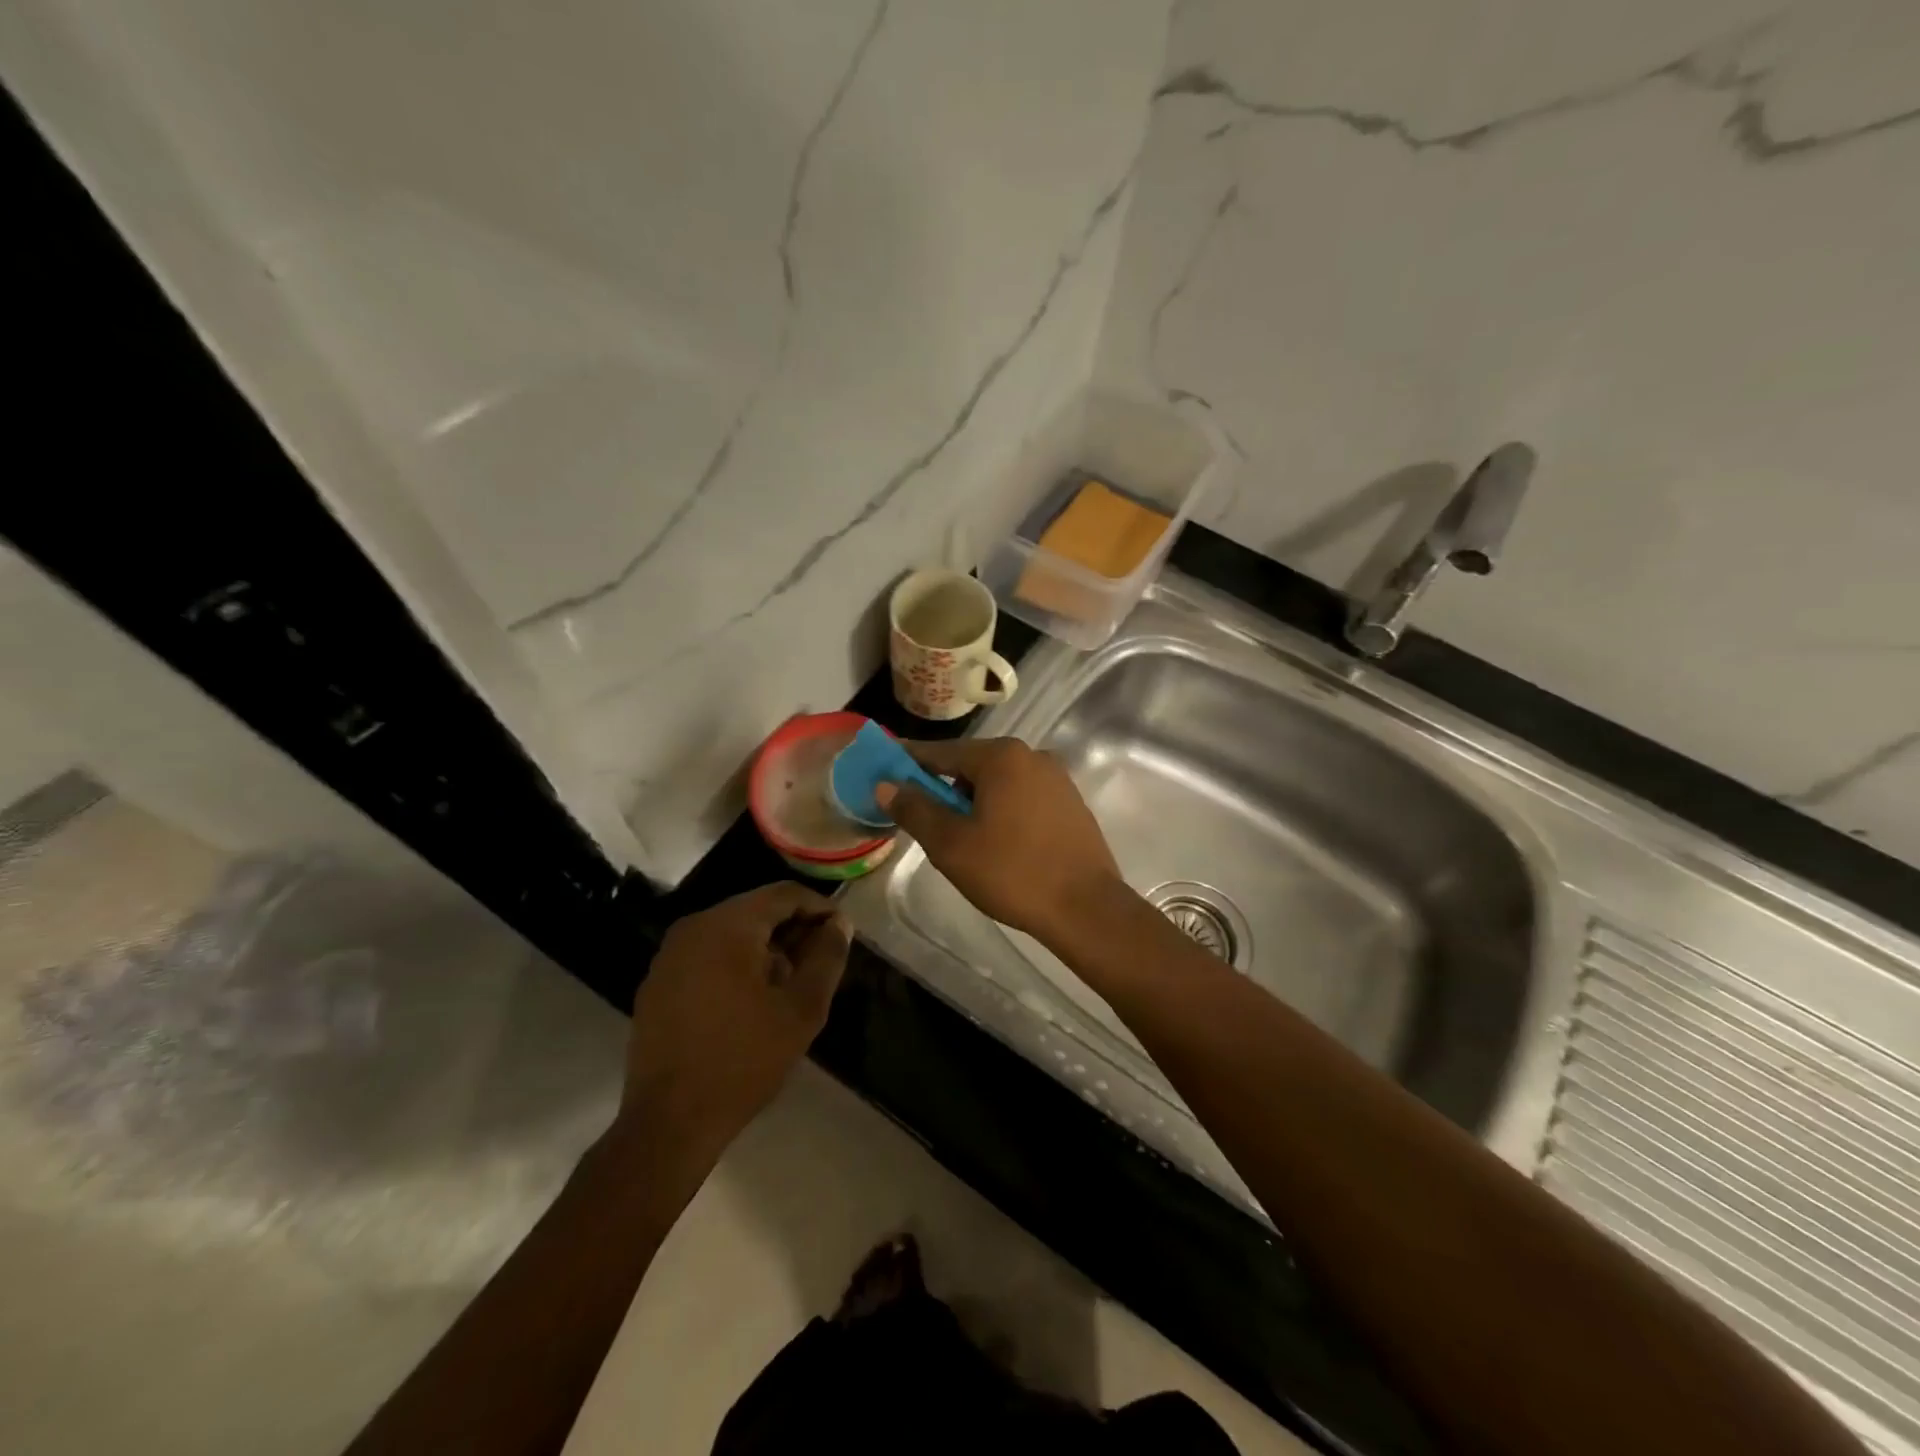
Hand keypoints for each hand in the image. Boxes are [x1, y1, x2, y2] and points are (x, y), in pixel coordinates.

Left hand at [619, 883, 849, 1167]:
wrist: (669, 1123)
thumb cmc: (743, 1060)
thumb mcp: (801, 1009)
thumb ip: (827, 957)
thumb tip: (839, 924)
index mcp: (727, 926)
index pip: (783, 894)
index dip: (819, 907)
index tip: (842, 933)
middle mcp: (693, 928)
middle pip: (755, 910)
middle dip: (793, 930)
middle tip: (821, 961)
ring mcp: (669, 956)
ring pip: (731, 933)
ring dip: (766, 948)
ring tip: (790, 985)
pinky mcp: (658, 984)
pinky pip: (708, 956)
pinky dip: (736, 964)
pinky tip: (752, 1002)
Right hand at [876, 737, 1122, 944]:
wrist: (1086, 908)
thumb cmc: (1012, 873)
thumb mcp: (951, 844)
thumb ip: (915, 809)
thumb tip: (886, 785)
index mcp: (1002, 757)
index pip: (941, 752)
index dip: (909, 762)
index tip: (885, 770)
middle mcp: (1032, 756)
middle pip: (972, 765)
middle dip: (945, 788)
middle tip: (926, 820)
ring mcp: (1057, 779)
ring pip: (1000, 783)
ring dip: (975, 802)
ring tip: (963, 839)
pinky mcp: (1071, 803)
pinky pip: (1024, 797)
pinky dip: (1002, 811)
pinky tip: (999, 844)